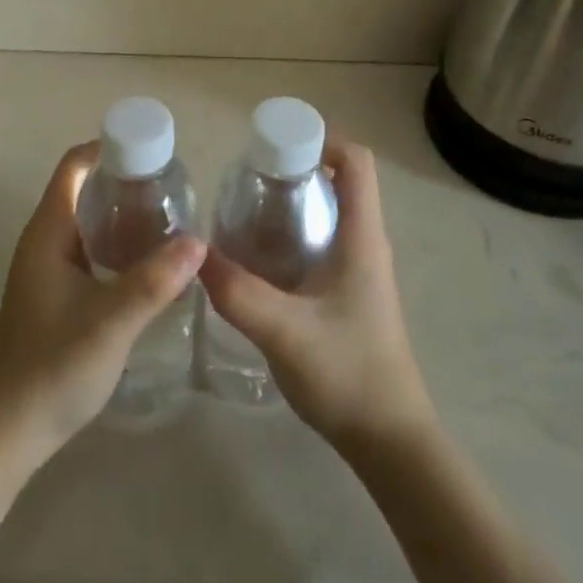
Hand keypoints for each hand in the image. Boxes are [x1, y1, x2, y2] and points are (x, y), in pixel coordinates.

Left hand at [0, 142, 204, 470]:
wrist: (3, 435)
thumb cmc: (51, 368)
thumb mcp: (110, 323)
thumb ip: (154, 281)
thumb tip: (199, 240)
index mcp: (48, 231)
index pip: (74, 166)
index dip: (108, 147)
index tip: (152, 149)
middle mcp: (44, 241)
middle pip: (83, 189)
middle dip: (125, 180)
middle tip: (173, 187)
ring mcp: (47, 269)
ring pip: (87, 222)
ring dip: (122, 214)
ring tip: (169, 219)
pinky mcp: (54, 295)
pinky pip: (89, 250)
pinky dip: (116, 244)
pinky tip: (147, 264)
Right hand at [199, 139, 433, 454]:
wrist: (389, 442)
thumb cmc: (348, 375)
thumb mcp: (284, 331)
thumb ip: (237, 292)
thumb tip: (193, 254)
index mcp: (361, 236)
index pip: (356, 161)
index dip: (320, 140)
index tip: (274, 149)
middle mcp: (365, 242)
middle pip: (338, 180)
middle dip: (294, 169)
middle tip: (248, 181)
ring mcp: (360, 268)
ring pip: (328, 211)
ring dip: (291, 202)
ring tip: (244, 212)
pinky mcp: (350, 292)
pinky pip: (322, 240)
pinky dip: (292, 233)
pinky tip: (258, 257)